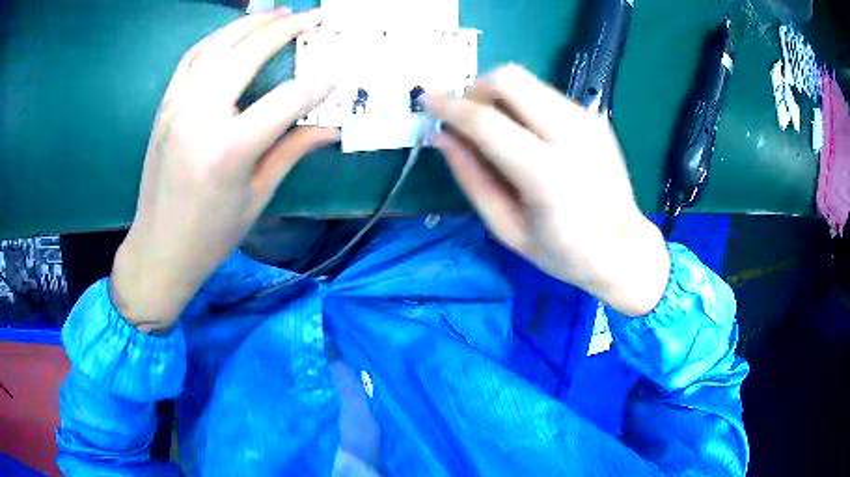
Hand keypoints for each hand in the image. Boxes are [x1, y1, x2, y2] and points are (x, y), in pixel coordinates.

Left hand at [111, 9, 337, 331]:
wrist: (158, 249)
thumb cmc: (211, 235)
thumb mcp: (257, 196)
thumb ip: (292, 150)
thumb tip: (331, 127)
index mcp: (229, 149)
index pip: (287, 100)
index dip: (318, 84)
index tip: (339, 72)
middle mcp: (200, 117)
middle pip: (248, 54)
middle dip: (285, 29)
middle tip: (312, 16)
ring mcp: (177, 107)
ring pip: (217, 46)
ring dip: (250, 24)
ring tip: (277, 13)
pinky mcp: (165, 106)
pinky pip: (192, 58)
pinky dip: (216, 38)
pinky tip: (234, 32)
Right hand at [423, 65, 669, 315]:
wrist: (625, 250)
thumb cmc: (565, 252)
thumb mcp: (508, 229)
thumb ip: (472, 179)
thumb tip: (441, 137)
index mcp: (547, 175)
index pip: (485, 120)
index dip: (448, 106)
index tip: (426, 102)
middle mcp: (571, 135)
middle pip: (509, 79)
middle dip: (476, 90)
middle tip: (468, 119)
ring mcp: (587, 121)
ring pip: (526, 80)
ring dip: (498, 95)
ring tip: (494, 128)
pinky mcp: (594, 118)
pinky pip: (544, 94)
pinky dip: (522, 104)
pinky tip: (525, 134)